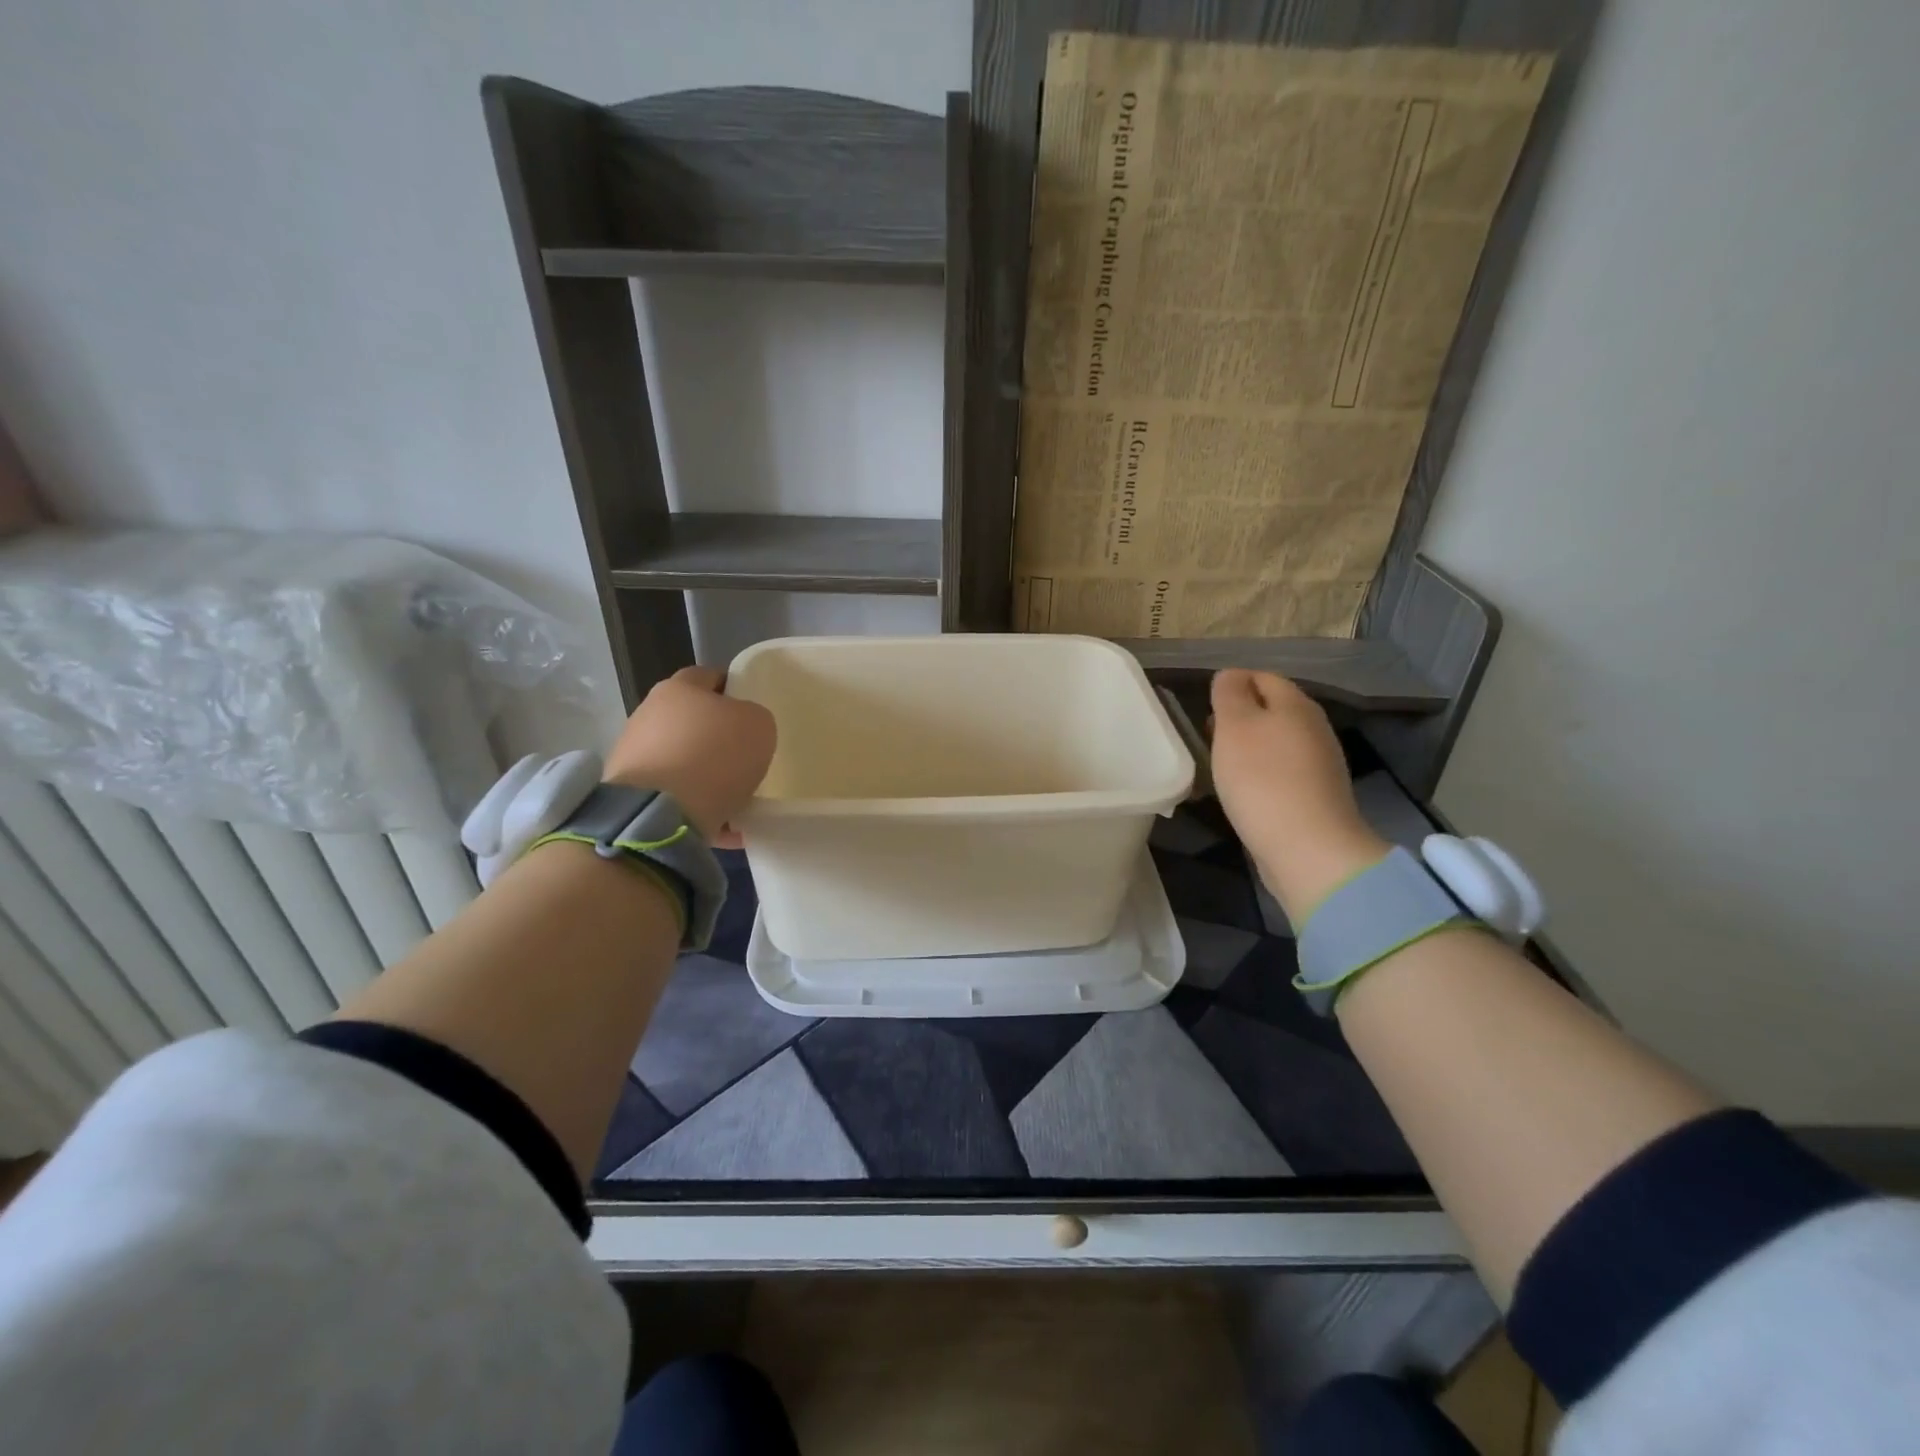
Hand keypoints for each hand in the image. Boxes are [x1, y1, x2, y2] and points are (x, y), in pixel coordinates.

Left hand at [603, 667, 775, 847]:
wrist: (660, 813)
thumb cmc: (714, 756)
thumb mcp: (759, 726)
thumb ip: (753, 718)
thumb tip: (740, 726)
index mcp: (678, 688)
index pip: (710, 676)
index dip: (734, 689)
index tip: (752, 712)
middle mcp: (648, 714)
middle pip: (691, 720)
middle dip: (716, 736)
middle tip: (744, 756)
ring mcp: (633, 754)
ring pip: (681, 759)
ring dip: (704, 774)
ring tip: (733, 798)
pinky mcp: (628, 791)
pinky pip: (672, 794)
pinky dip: (693, 804)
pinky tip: (719, 823)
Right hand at [1209, 669, 1388, 923]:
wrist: (1306, 848)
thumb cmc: (1262, 778)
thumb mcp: (1235, 726)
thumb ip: (1229, 694)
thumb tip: (1230, 675)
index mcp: (1296, 704)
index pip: (1262, 676)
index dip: (1231, 684)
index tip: (1203, 706)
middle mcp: (1313, 727)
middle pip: (1271, 709)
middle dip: (1238, 717)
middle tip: (1207, 734)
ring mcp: (1318, 764)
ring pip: (1275, 741)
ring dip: (1247, 747)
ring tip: (1218, 763)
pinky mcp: (1314, 795)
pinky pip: (1280, 771)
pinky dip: (1259, 773)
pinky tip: (1241, 790)